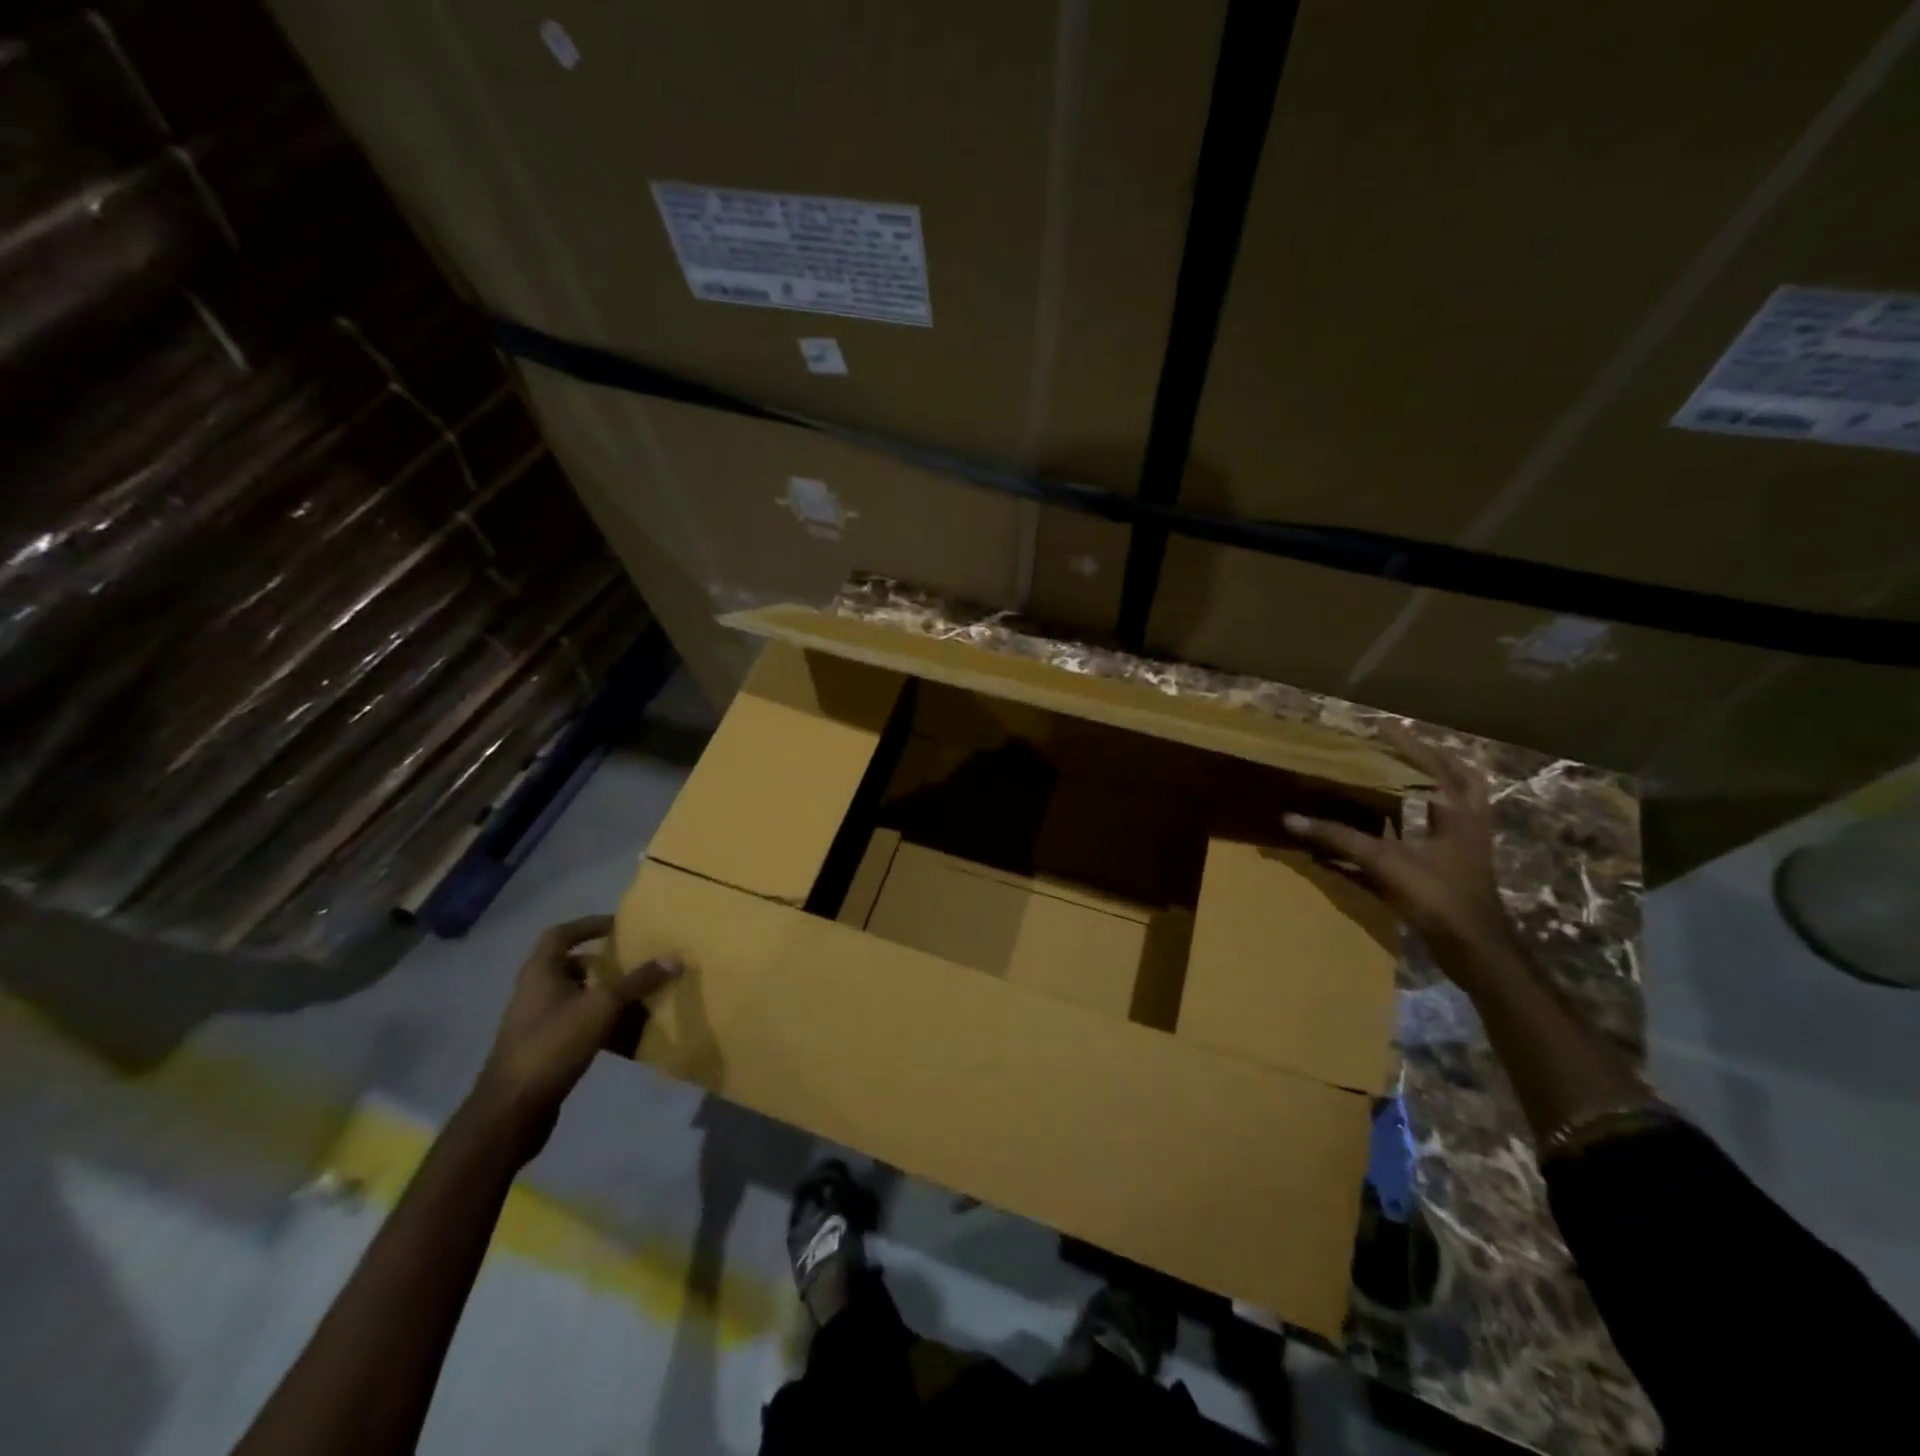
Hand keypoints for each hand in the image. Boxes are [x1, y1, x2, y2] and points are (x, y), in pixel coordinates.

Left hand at [469, 916, 680, 1159]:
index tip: (618, 926)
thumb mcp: (601, 1008)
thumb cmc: (553, 1045)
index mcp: (540, 973)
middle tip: (633, 963)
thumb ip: (637, 982)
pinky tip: (623, 1033)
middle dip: (602, 964)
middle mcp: (534, 992)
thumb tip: (674, 957)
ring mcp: (536, 1023)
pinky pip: (576, 1024)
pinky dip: (599, 1022)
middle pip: (570, 966)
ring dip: (603, 994)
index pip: (560, 934)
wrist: (512, 1111)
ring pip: (575, 997)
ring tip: (636, 996)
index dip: (588, 925)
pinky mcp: (542, 1049)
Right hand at [1283, 725, 1517, 979]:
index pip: (1432, 765)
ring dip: (1436, 787)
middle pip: (1462, 778)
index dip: (1407, 744)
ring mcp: (1469, 845)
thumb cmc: (1436, 896)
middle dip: (1435, 760)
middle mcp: (1468, 822)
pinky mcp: (1462, 866)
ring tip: (1406, 777)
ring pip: (1460, 804)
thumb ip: (1338, 838)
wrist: (1475, 947)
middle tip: (1405, 749)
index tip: (1382, 725)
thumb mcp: (1383, 863)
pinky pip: (1448, 828)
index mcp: (1457, 811)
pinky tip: (1403, 824)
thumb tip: (1291, 818)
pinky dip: (1428, 817)